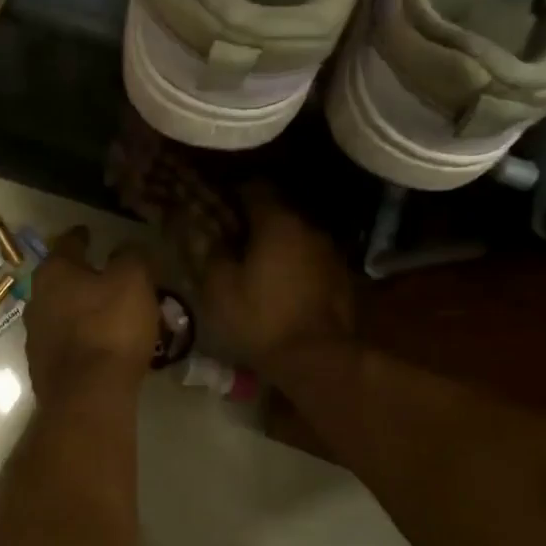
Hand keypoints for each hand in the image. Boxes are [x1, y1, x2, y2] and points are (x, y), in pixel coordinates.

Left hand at [24, 228, 159, 402]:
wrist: (88, 396)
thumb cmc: (111, 327)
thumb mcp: (133, 281)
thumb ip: (131, 257)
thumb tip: (127, 248)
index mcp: (54, 272)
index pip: (69, 243)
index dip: (82, 236)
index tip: (90, 232)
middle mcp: (36, 299)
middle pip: (62, 280)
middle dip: (83, 277)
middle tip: (109, 278)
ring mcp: (36, 336)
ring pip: (62, 312)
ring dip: (82, 310)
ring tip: (109, 314)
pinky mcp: (43, 367)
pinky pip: (66, 342)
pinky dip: (81, 338)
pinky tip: (100, 346)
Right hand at [199, 187, 354, 370]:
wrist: (317, 359)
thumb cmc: (261, 319)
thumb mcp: (220, 288)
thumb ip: (211, 251)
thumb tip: (204, 231)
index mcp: (277, 222)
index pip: (254, 187)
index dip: (231, 193)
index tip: (214, 205)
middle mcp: (308, 227)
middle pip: (277, 210)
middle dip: (253, 220)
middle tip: (230, 237)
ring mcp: (329, 252)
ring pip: (295, 236)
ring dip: (275, 244)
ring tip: (254, 263)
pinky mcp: (340, 278)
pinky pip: (309, 259)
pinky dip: (293, 264)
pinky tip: (279, 284)